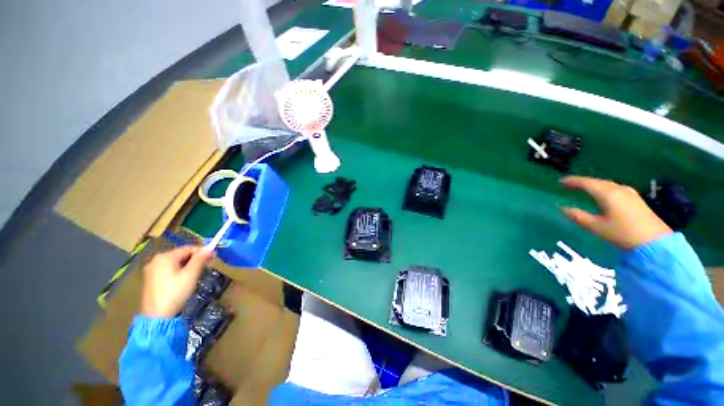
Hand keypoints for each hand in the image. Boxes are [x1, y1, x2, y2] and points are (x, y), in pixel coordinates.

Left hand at [141, 246, 213, 317]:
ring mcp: (151, 270)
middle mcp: (156, 260)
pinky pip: (168, 270)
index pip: (188, 248)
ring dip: (188, 265)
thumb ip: (200, 259)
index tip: (214, 257)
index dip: (202, 251)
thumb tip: (209, 248)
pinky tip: (184, 280)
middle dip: (195, 259)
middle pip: (181, 255)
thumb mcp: (191, 274)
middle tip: (207, 266)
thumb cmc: (175, 293)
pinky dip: (179, 271)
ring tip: (197, 274)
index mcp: (165, 257)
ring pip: (175, 263)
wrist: (157, 316)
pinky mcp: (150, 279)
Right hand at [560, 176, 672, 249]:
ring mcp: (630, 193)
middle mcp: (618, 189)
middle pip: (598, 182)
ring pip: (607, 185)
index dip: (573, 181)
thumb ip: (578, 216)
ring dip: (594, 185)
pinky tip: (603, 195)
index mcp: (607, 193)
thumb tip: (562, 208)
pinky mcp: (636, 200)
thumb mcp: (597, 227)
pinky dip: (604, 189)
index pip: (586, 183)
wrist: (655, 242)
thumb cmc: (623, 233)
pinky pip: (615, 189)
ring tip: (585, 188)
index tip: (561, 181)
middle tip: (571, 184)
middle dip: (583, 182)